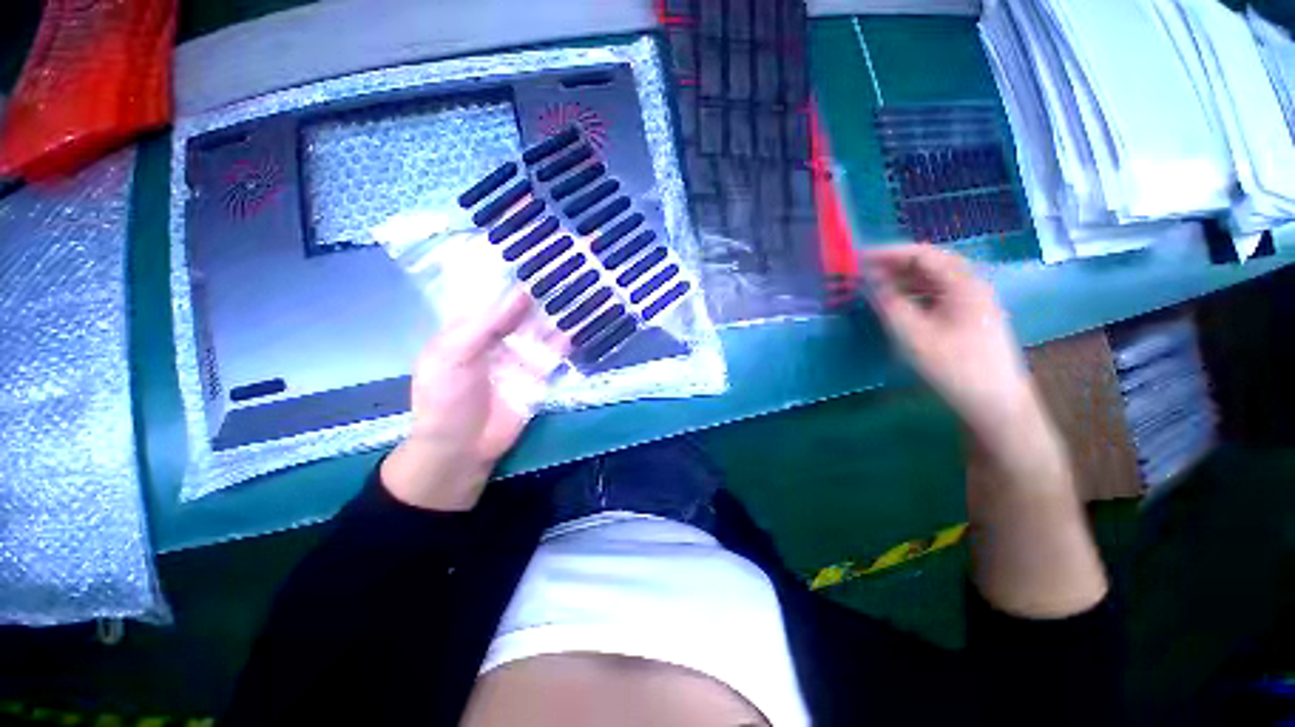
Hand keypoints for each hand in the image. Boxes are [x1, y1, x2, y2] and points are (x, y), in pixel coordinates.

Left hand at [381, 290, 563, 510]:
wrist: (463, 448)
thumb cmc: (447, 399)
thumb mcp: (455, 357)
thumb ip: (487, 324)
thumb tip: (521, 291)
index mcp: (469, 328)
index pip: (492, 295)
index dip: (512, 277)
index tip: (537, 256)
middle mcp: (497, 337)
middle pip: (521, 310)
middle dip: (541, 293)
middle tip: (567, 269)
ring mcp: (520, 356)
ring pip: (540, 329)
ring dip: (557, 314)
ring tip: (581, 290)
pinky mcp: (538, 375)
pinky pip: (554, 354)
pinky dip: (566, 341)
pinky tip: (581, 326)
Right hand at [859, 244, 1036, 448]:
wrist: (995, 403)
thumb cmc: (954, 367)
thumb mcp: (914, 335)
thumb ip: (890, 304)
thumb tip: (871, 282)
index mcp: (962, 284)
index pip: (922, 254)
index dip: (888, 253)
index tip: (859, 258)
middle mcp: (971, 285)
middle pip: (930, 263)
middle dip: (895, 264)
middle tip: (864, 271)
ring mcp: (973, 302)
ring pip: (934, 279)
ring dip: (904, 278)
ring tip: (875, 285)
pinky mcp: (969, 317)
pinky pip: (938, 294)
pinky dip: (914, 293)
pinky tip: (898, 303)